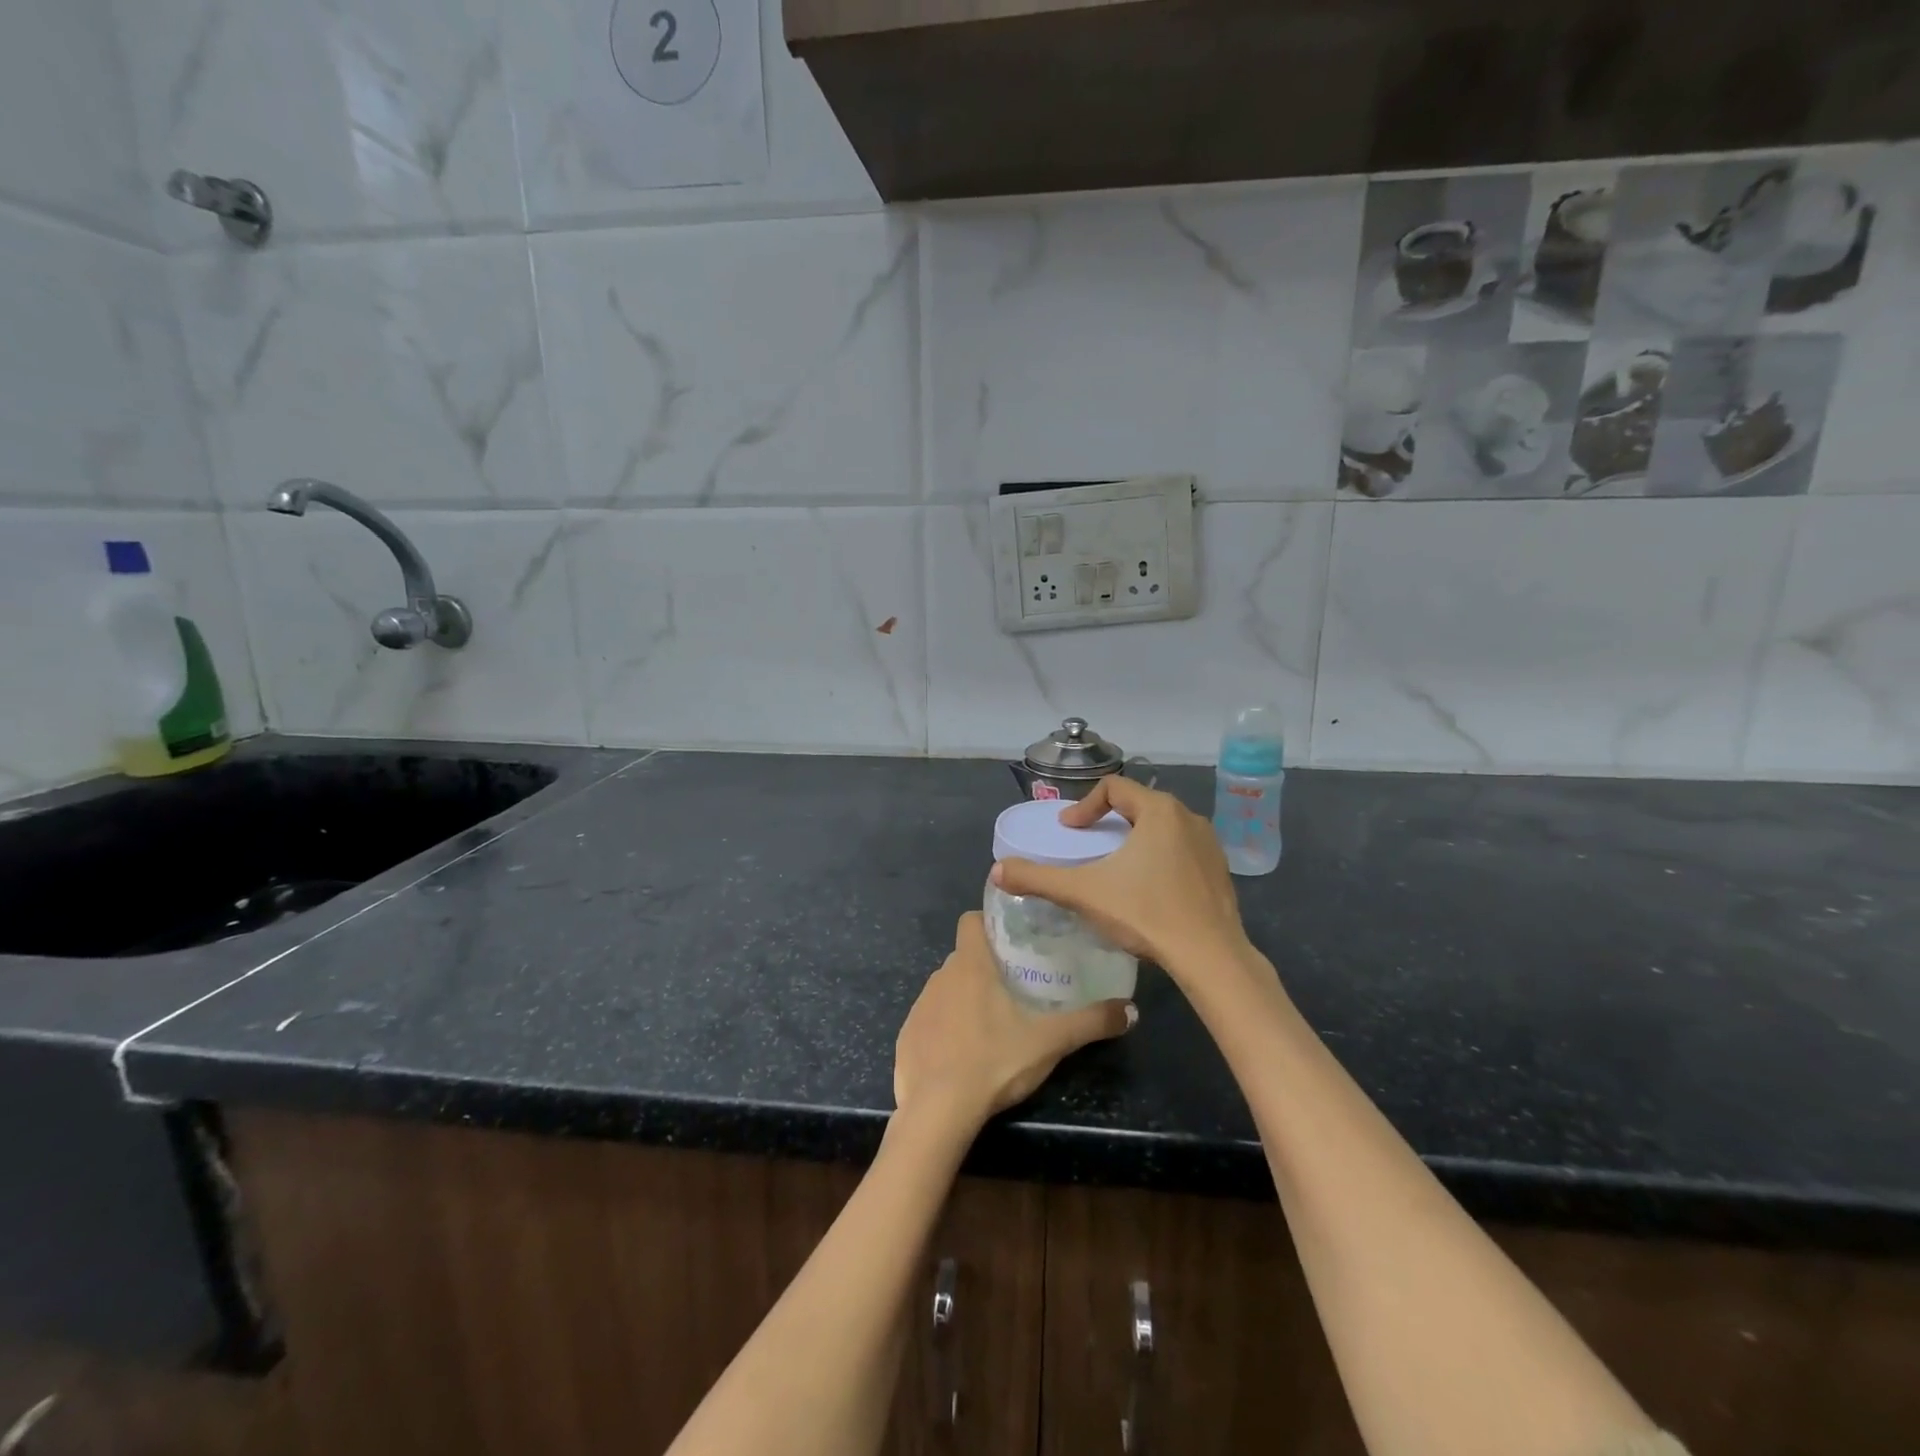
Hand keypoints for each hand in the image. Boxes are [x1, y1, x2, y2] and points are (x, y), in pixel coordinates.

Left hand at [894, 912, 1133, 1127]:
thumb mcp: (1049, 1042)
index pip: (970, 920)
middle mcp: (940, 976)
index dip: (988, 924)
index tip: (1011, 941)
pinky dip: (944, 1029)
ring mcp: (919, 1006)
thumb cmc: (994, 1061)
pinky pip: (928, 1020)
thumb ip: (1090, 1022)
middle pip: (963, 957)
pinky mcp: (906, 1036)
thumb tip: (1131, 1010)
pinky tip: (962, 1055)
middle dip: (985, 967)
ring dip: (964, 998)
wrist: (937, 1112)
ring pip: (946, 988)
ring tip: (991, 1024)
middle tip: (1015, 988)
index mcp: (970, 965)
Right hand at [991, 777, 1255, 984]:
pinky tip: (1148, 889)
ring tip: (1116, 866)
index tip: (1069, 831)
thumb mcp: (1084, 893)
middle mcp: (1188, 817)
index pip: (1114, 788)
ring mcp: (1209, 844)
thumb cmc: (1146, 914)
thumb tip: (998, 871)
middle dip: (1109, 821)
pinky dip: (1159, 858)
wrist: (1210, 957)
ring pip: (1162, 828)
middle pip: (1139, 805)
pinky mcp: (1220, 871)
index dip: (1084, 806)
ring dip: (1135, 839)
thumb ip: (1038, 879)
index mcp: (1159, 811)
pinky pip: (1181, 850)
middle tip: (1088, 845)